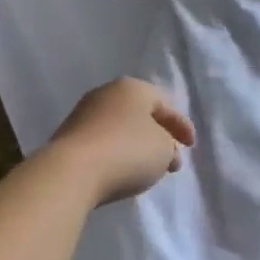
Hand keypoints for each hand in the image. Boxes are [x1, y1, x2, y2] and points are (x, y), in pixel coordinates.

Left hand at [48, 78, 195, 206]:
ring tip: (149, 168)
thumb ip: (168, 144)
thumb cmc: (127, 151)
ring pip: (121, 129)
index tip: (191, 146)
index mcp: (133, 88)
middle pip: (141, 115)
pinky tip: (122, 171)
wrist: (72, 171)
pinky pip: (103, 143)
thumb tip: (159, 147)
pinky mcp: (69, 138)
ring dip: (138, 146)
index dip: (181, 125)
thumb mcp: (164, 148)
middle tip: (172, 159)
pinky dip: (117, 154)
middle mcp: (106, 94)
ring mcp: (83, 114)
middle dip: (159, 136)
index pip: (164, 104)